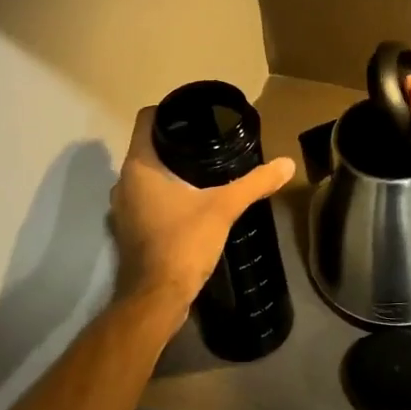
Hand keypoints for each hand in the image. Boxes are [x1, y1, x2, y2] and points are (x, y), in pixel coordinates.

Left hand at [109, 105, 296, 320]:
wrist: (157, 298)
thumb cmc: (184, 242)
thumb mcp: (224, 208)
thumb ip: (255, 183)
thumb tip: (287, 163)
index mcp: (139, 166)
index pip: (147, 120)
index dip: (170, 111)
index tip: (197, 115)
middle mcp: (123, 182)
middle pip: (148, 147)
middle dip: (176, 143)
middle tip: (210, 141)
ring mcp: (122, 208)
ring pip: (146, 176)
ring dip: (169, 171)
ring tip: (204, 170)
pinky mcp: (129, 230)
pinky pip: (146, 199)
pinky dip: (165, 195)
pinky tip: (191, 202)